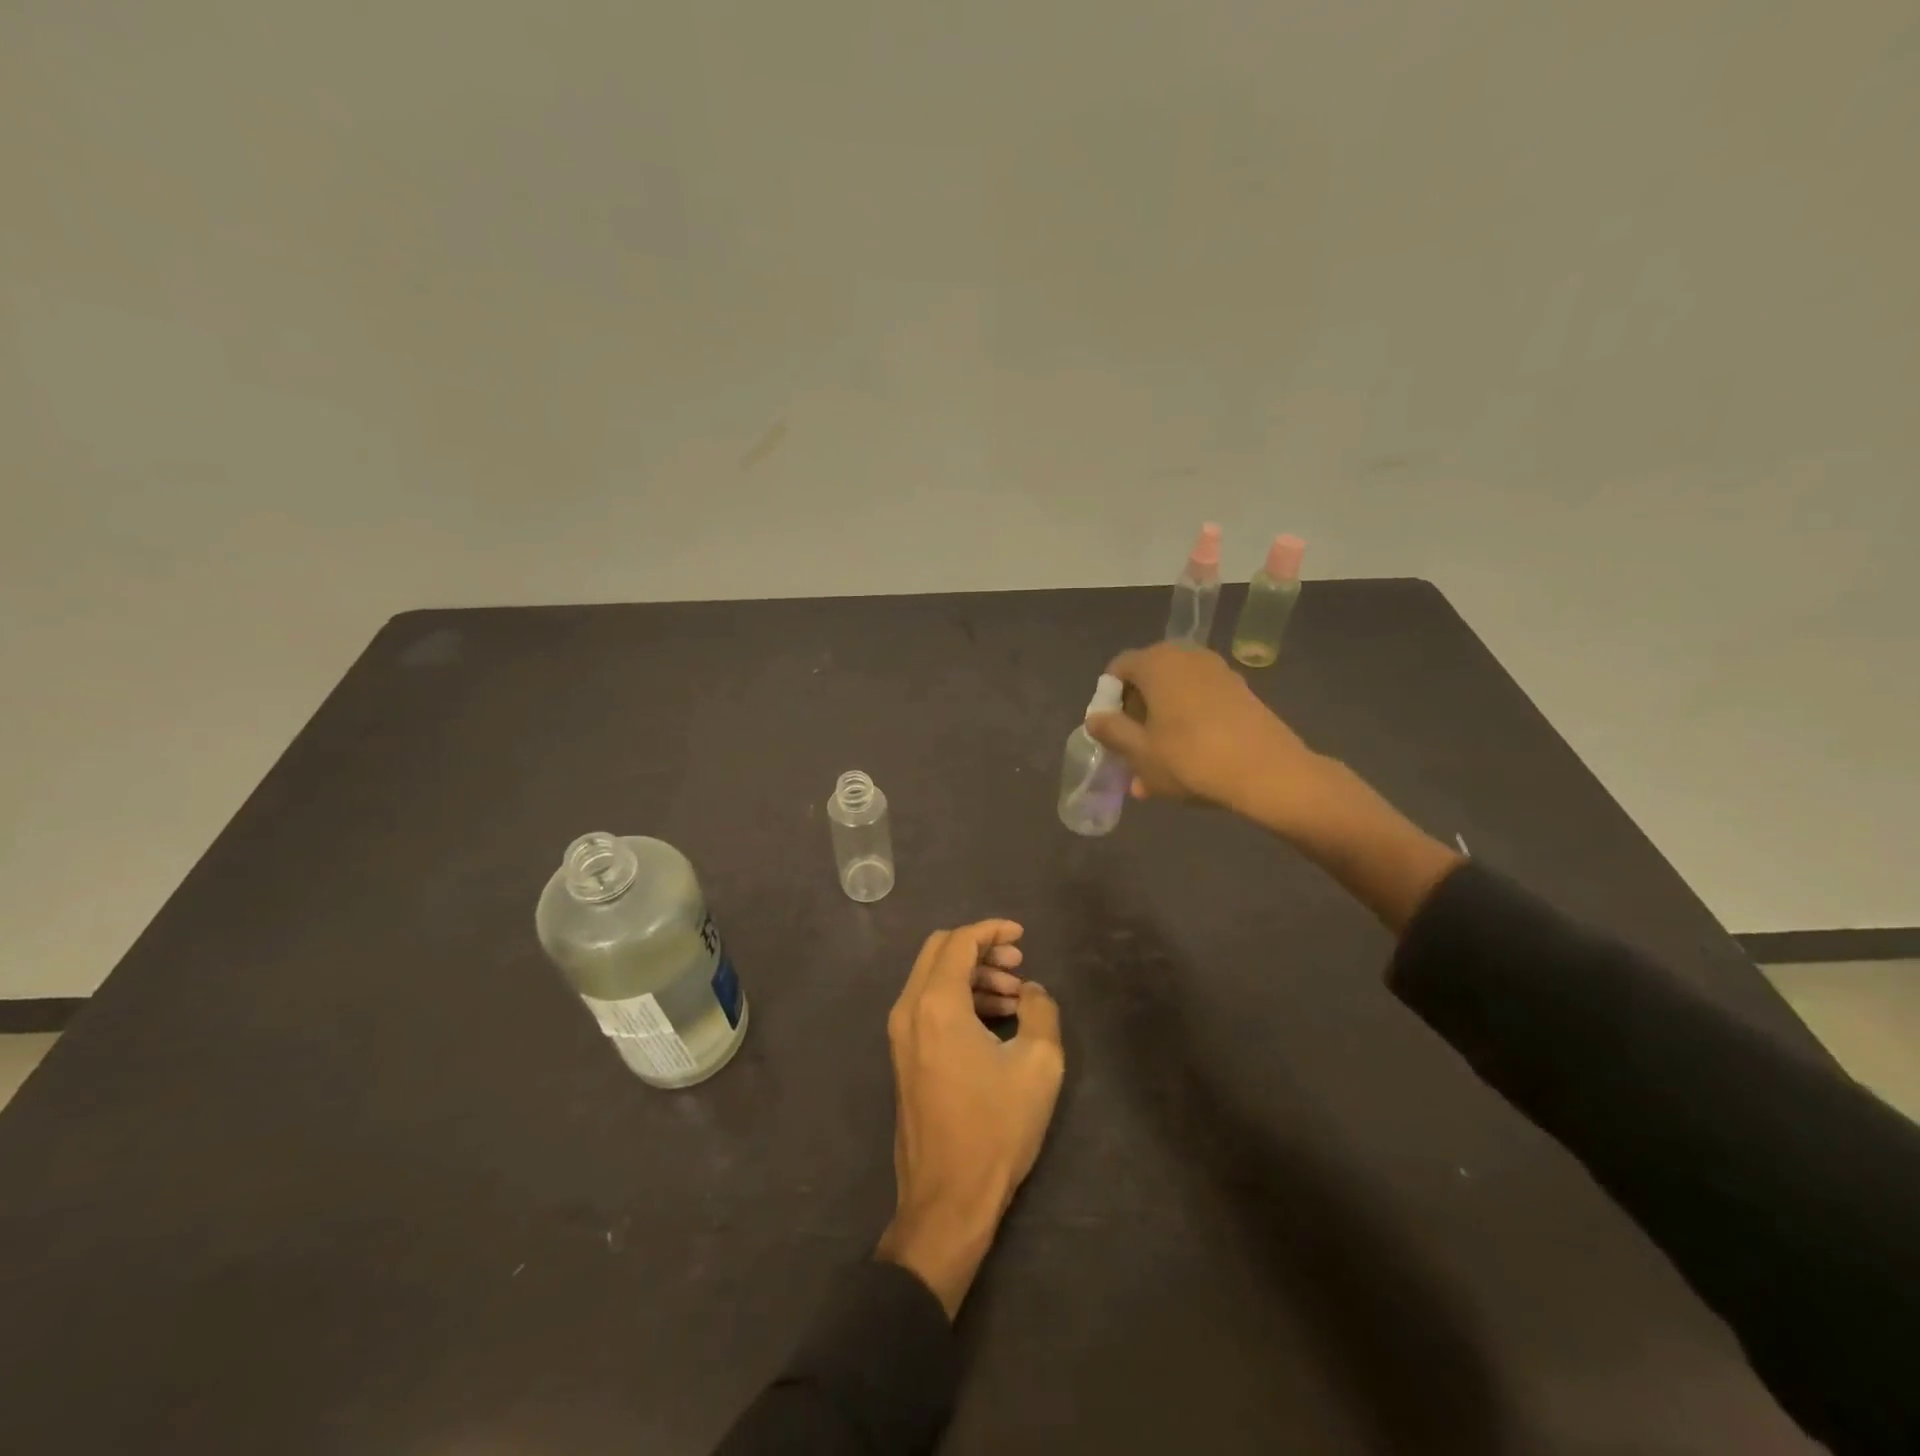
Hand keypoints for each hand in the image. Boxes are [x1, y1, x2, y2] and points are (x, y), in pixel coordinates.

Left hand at [875, 920, 1064, 1317]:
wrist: (947, 1199)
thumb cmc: (995, 1128)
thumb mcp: (1038, 1065)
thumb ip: (1042, 1011)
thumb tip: (1032, 991)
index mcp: (937, 1004)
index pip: (960, 941)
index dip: (992, 930)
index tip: (1022, 936)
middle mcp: (909, 1009)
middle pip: (940, 951)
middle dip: (980, 949)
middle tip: (1018, 965)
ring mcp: (900, 1035)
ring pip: (933, 978)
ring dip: (972, 975)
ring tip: (1016, 998)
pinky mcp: (903, 1057)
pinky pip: (929, 1005)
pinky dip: (959, 998)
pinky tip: (995, 1021)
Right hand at [1087, 642, 1317, 817]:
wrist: (1269, 773)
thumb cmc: (1191, 759)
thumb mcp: (1139, 752)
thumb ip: (1111, 731)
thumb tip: (1096, 717)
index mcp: (1156, 662)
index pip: (1117, 669)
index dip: (1108, 701)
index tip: (1111, 735)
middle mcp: (1186, 656)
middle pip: (1147, 681)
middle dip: (1135, 717)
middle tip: (1132, 753)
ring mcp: (1217, 671)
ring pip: (1174, 696)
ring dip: (1160, 727)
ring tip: (1156, 769)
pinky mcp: (1240, 691)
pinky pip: (1199, 704)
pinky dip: (1187, 727)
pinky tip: (1186, 764)